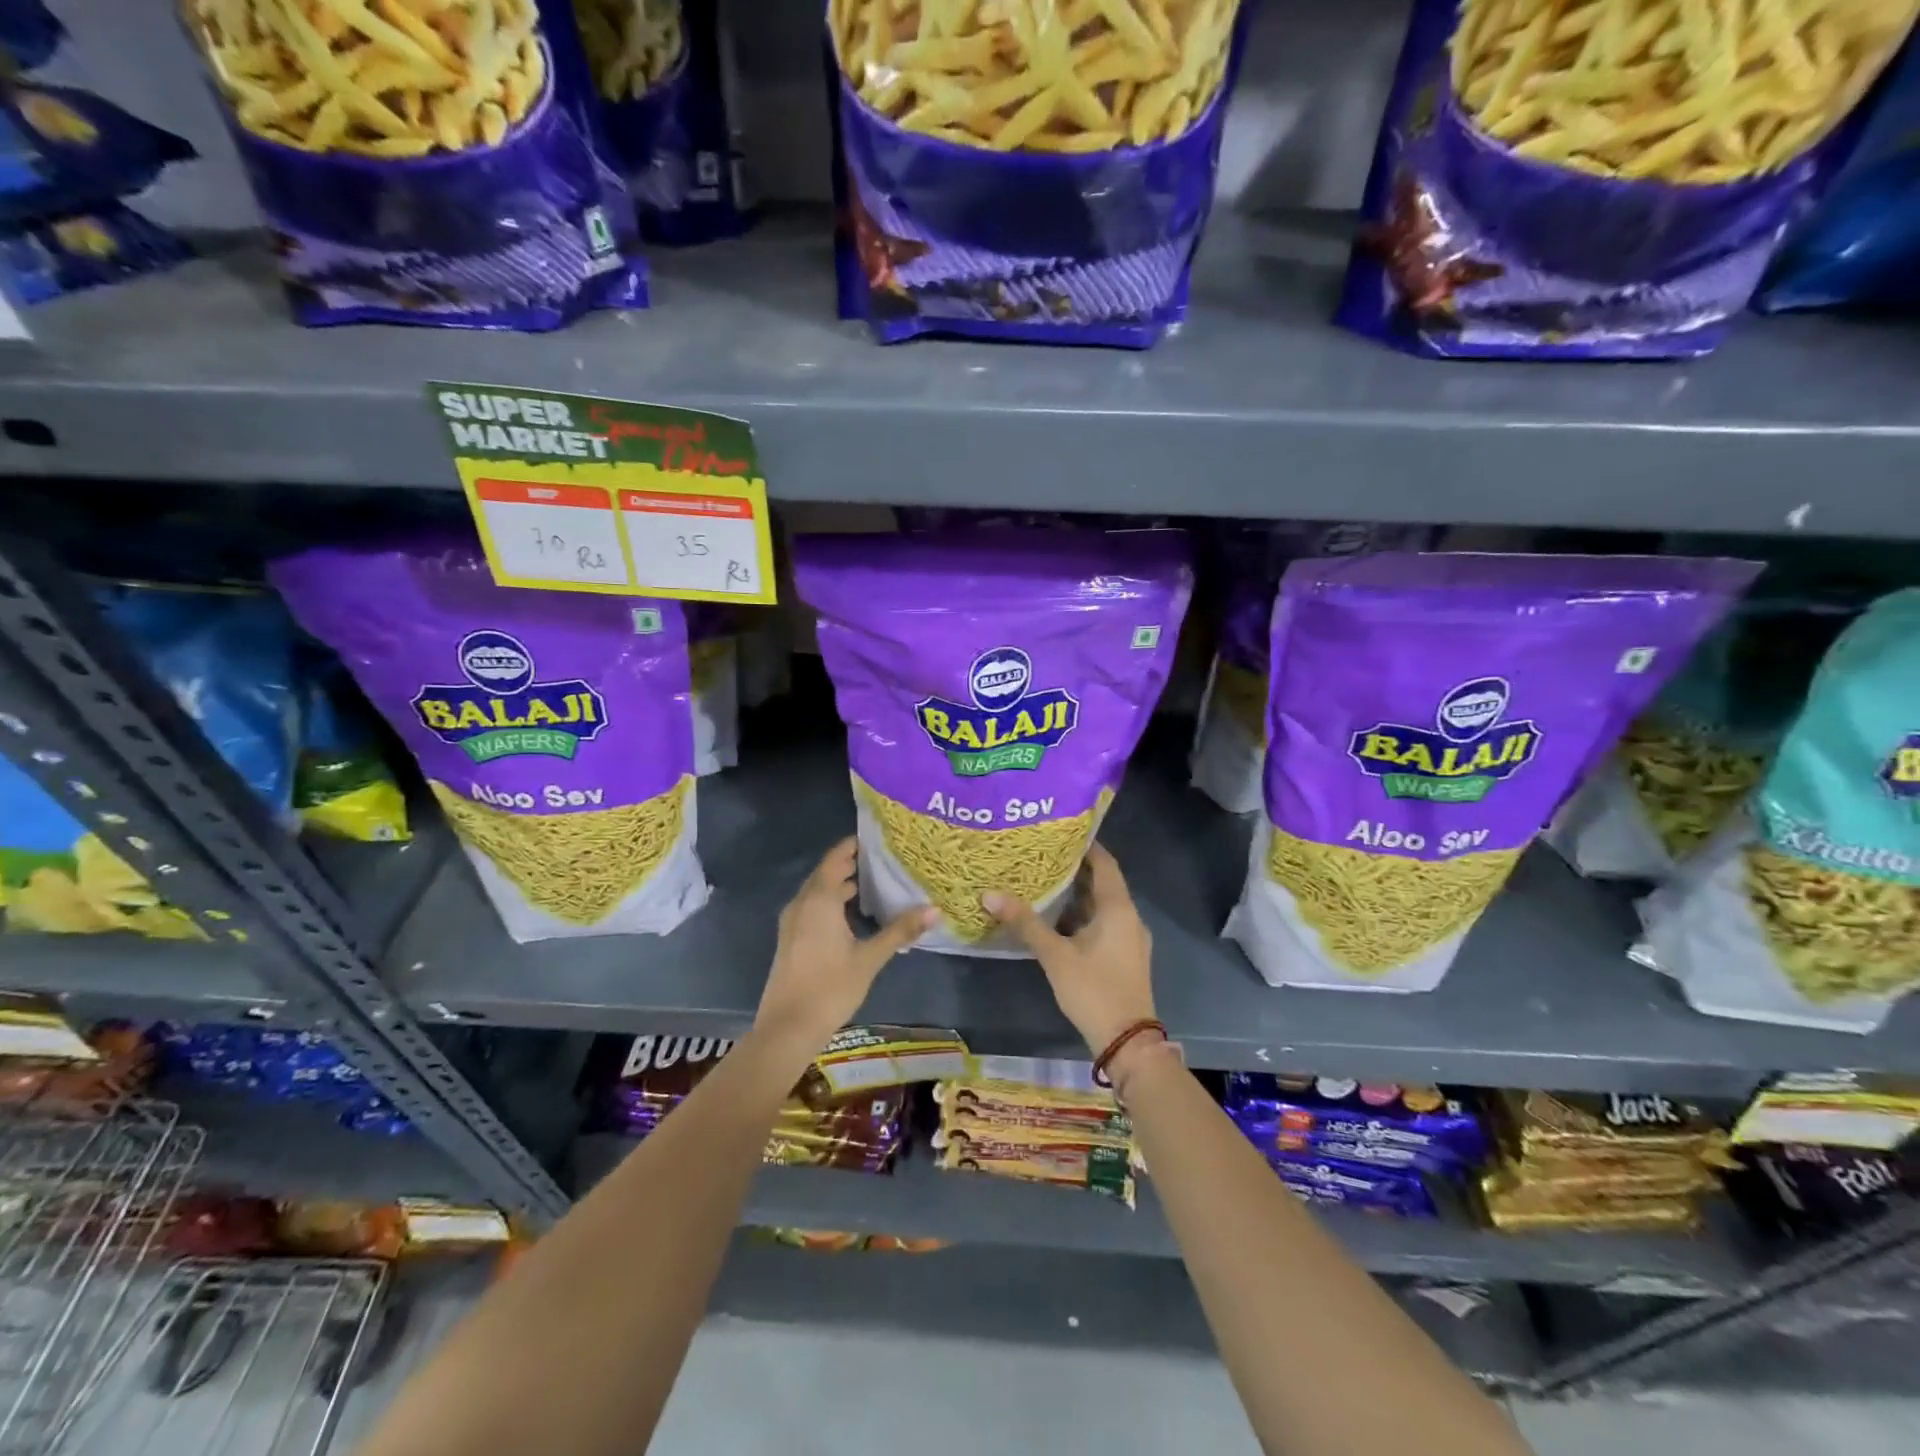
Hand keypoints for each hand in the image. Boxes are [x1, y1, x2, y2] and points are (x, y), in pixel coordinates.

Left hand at [755, 838, 933, 1048]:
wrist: (787, 1028)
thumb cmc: (830, 988)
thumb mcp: (870, 959)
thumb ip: (900, 931)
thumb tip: (935, 910)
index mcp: (820, 900)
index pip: (836, 858)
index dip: (854, 844)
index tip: (878, 837)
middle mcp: (802, 903)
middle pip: (826, 872)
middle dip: (851, 863)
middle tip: (883, 859)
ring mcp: (792, 921)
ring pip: (818, 890)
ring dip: (840, 883)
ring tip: (873, 883)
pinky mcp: (791, 938)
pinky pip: (812, 906)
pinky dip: (831, 900)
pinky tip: (852, 914)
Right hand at [984, 842, 1154, 1056]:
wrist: (1127, 1042)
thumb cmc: (1093, 990)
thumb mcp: (1055, 955)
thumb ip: (1025, 923)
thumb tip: (989, 894)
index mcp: (1118, 908)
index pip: (1104, 862)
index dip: (1085, 845)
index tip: (1059, 832)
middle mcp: (1129, 916)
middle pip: (1103, 882)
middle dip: (1074, 869)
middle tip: (1041, 855)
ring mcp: (1130, 938)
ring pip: (1102, 906)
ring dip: (1077, 895)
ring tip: (1044, 882)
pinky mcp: (1125, 955)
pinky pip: (1104, 924)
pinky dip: (1083, 916)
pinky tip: (1057, 920)